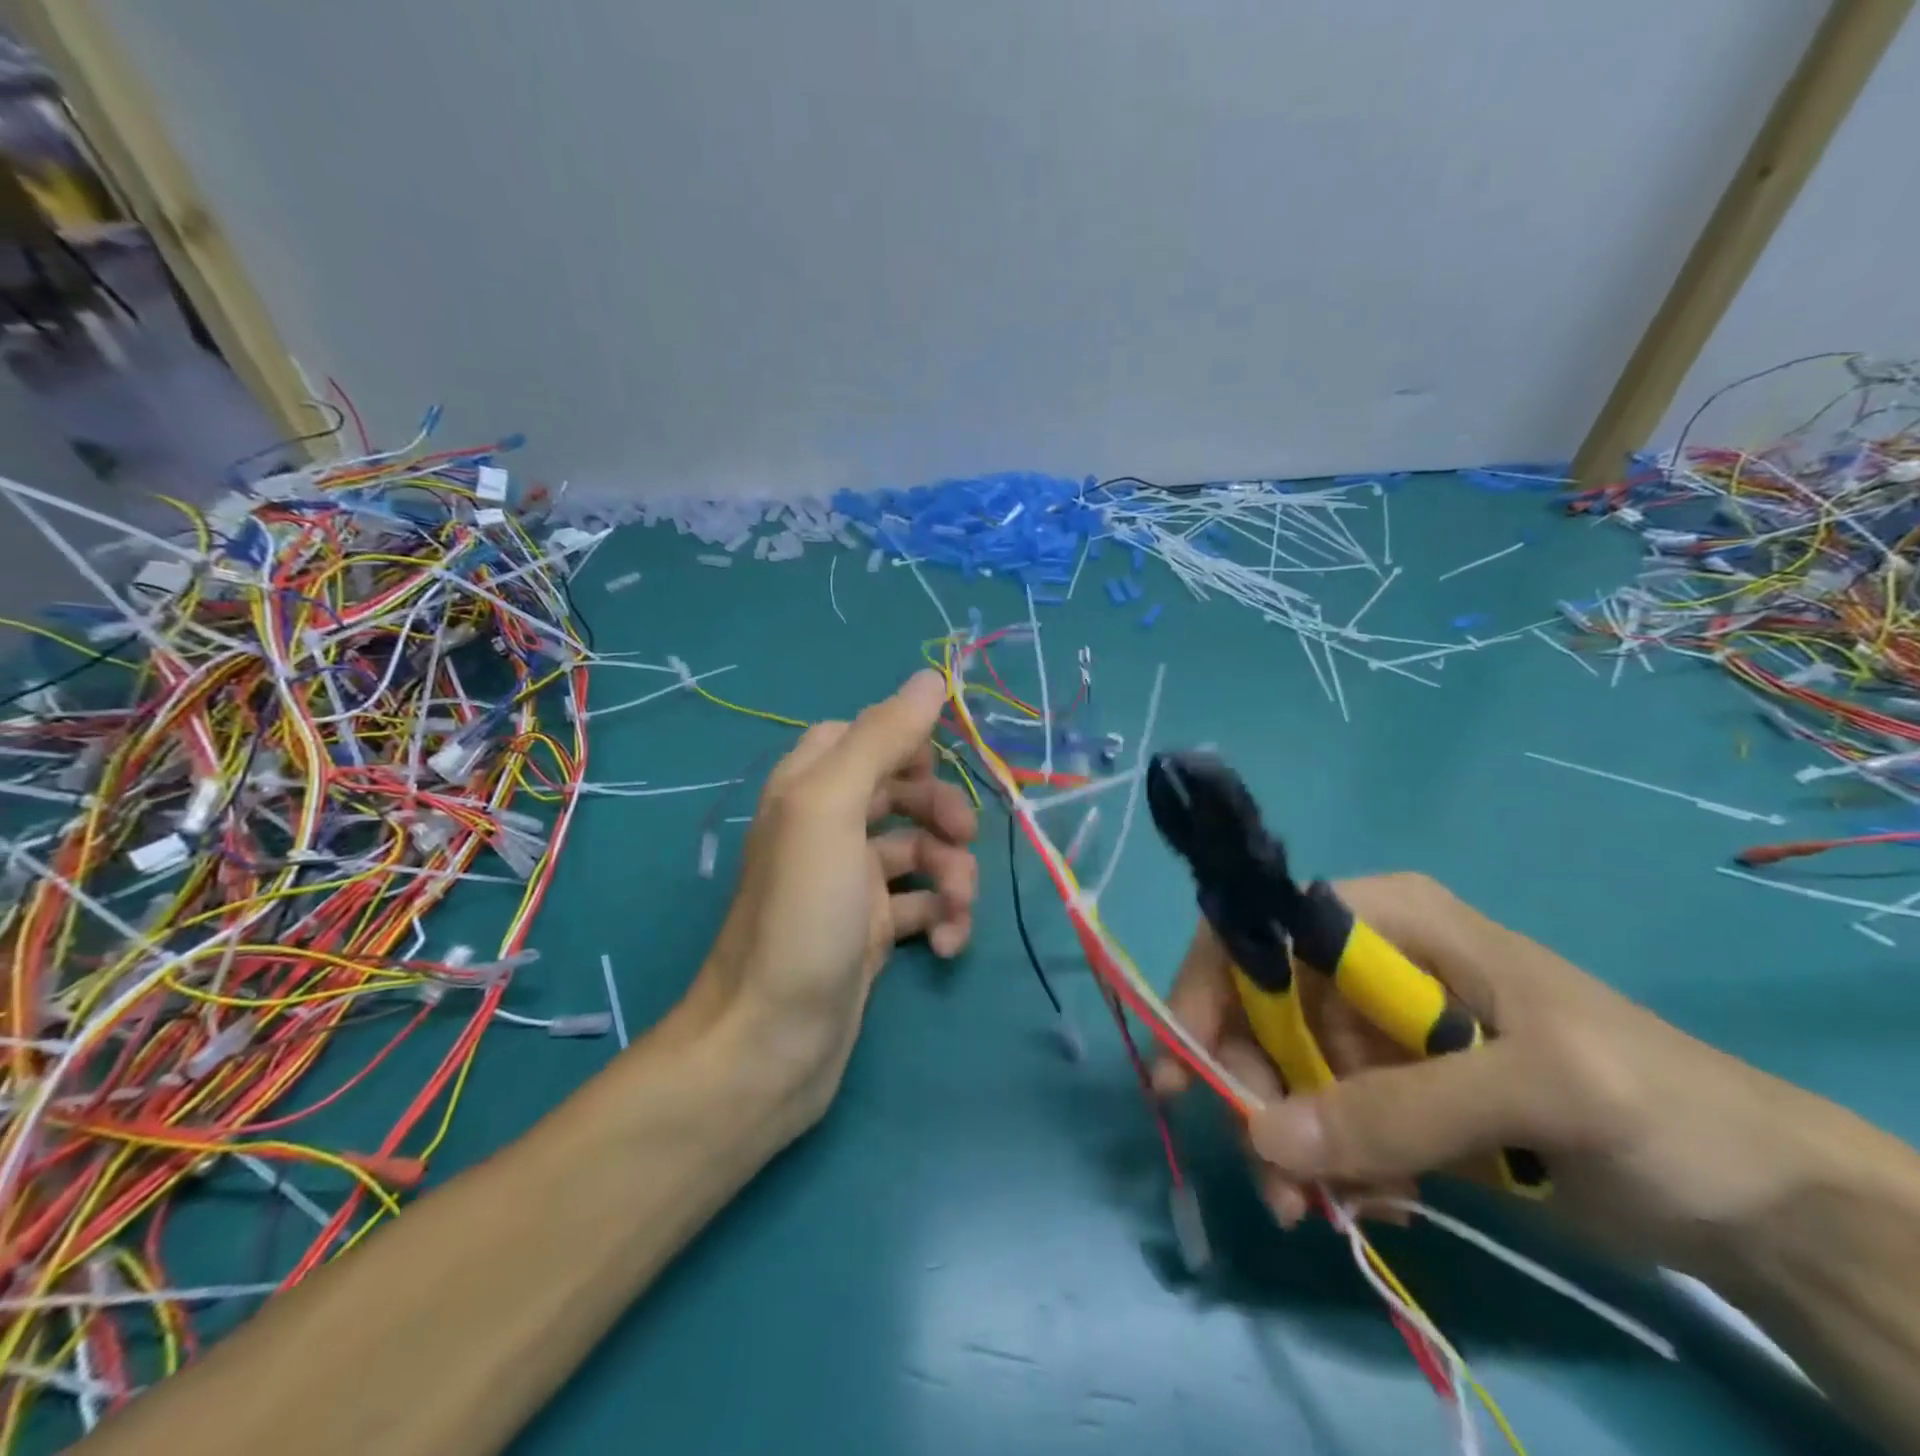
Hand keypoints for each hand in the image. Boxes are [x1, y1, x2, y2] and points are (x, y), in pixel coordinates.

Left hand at [691, 670, 977, 1127]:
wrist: (771, 1044)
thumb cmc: (802, 916)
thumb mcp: (833, 810)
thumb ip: (880, 739)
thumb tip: (929, 678)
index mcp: (808, 789)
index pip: (861, 736)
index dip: (905, 742)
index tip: (941, 763)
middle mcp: (825, 829)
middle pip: (899, 791)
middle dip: (940, 810)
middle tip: (963, 837)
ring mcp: (849, 884)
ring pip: (919, 851)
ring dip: (951, 873)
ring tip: (958, 909)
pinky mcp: (870, 933)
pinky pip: (921, 906)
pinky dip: (943, 918)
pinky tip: (948, 946)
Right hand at [1153, 872, 1839, 1272]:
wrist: (1753, 1198)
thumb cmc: (1653, 1103)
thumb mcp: (1534, 1092)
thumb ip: (1396, 1109)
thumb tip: (1262, 1137)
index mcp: (1387, 918)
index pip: (1260, 929)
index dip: (1211, 985)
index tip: (1186, 1064)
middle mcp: (1365, 964)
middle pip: (1258, 1007)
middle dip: (1252, 1086)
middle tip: (1267, 1174)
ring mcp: (1375, 1030)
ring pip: (1283, 1070)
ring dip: (1289, 1141)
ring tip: (1314, 1211)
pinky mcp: (1391, 1091)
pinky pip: (1324, 1119)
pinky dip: (1333, 1166)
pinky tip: (1379, 1205)